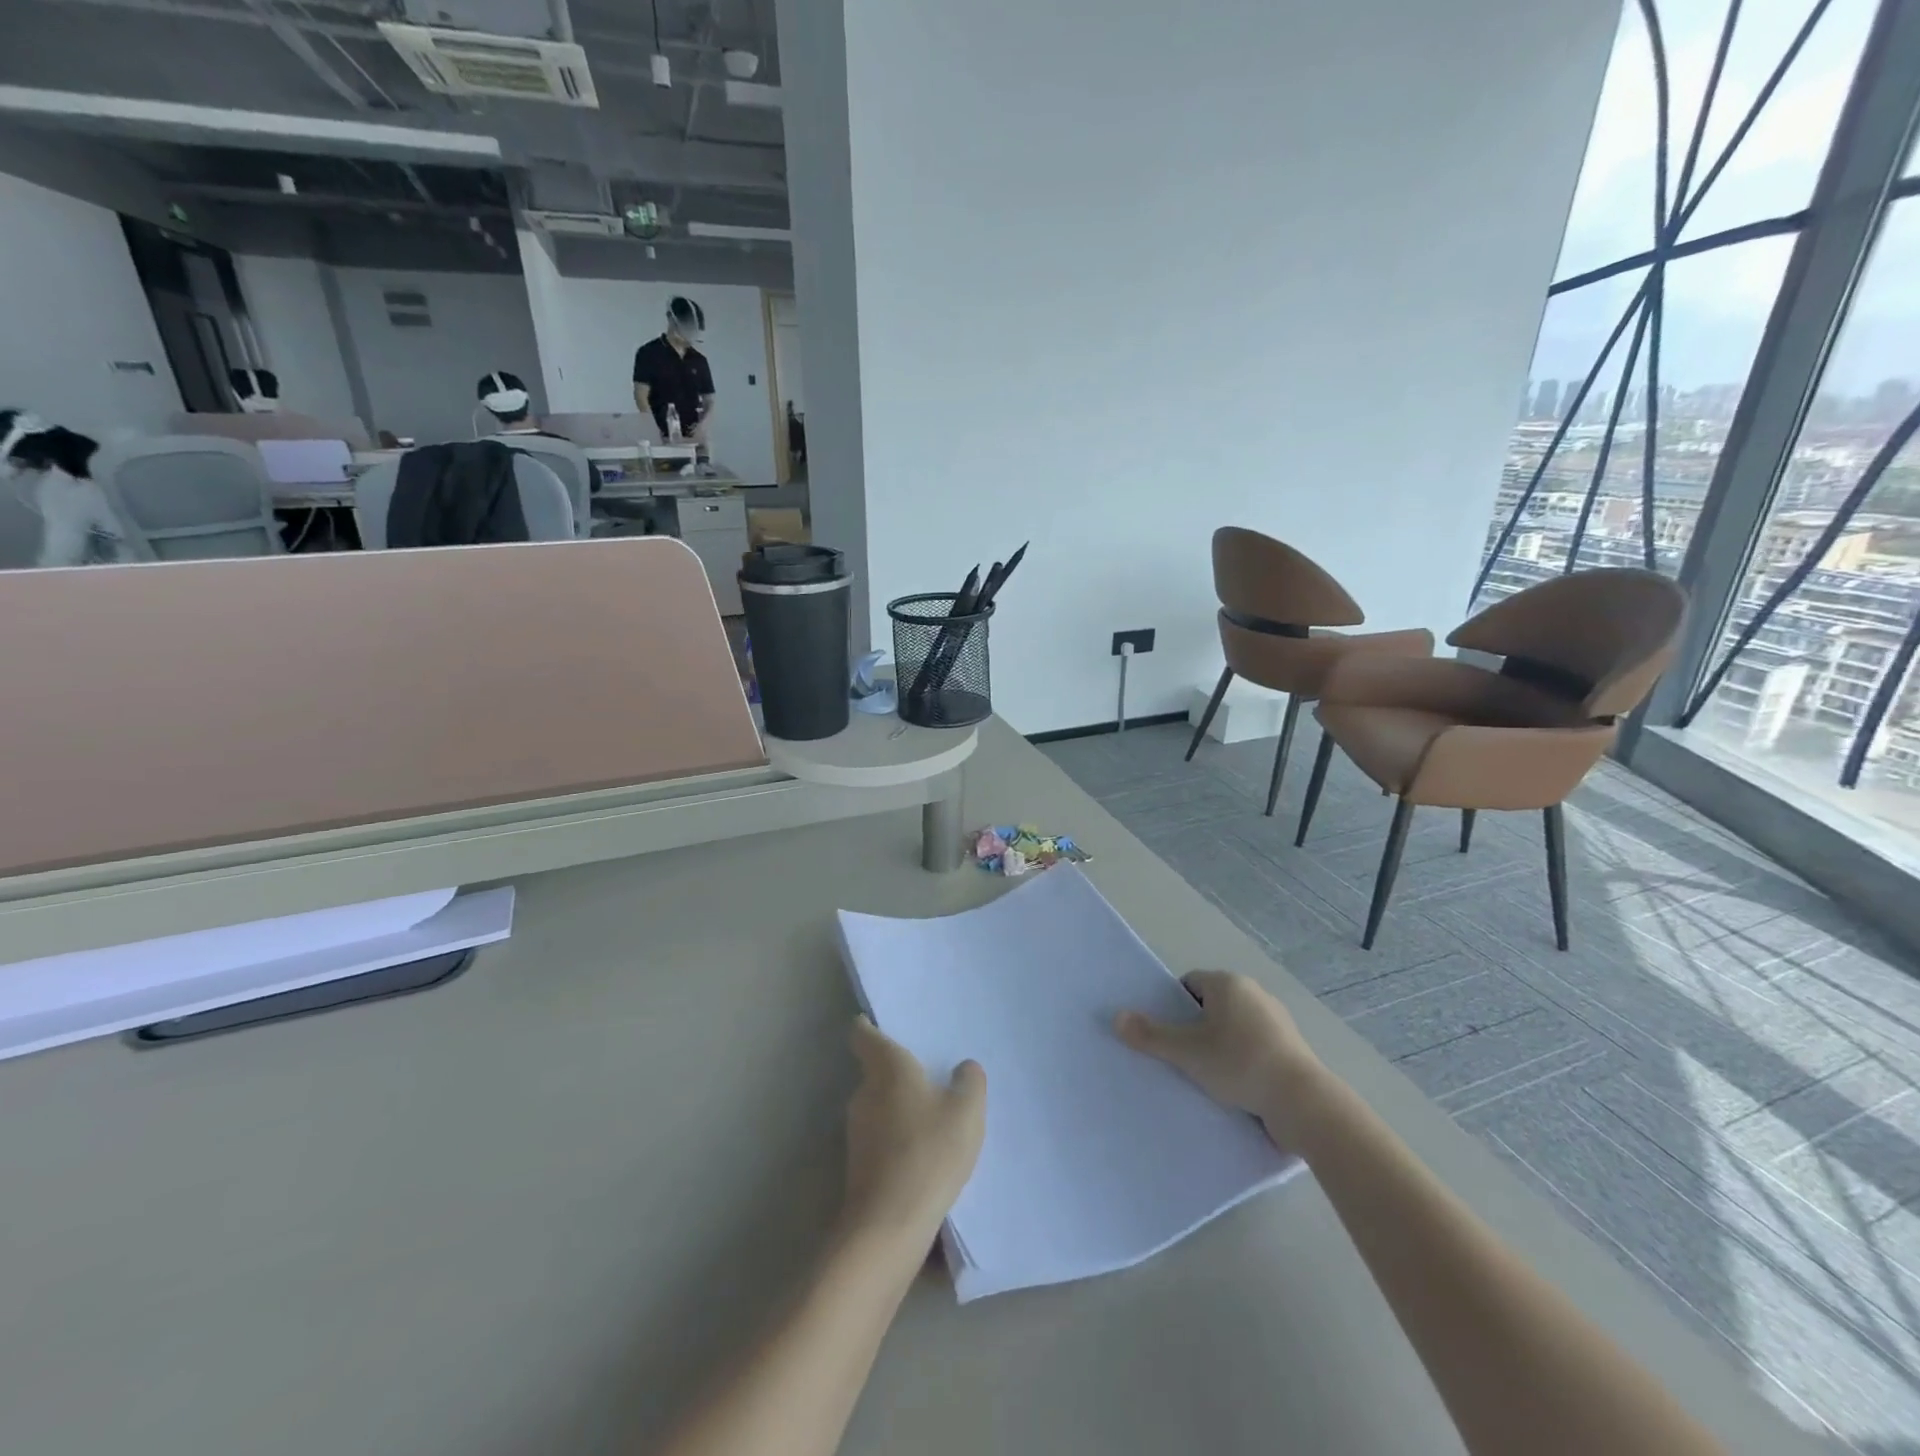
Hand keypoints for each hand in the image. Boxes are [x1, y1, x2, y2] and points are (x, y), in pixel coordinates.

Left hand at [840, 1017, 985, 1250]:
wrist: (889, 1225)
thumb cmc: (929, 1152)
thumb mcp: (966, 1111)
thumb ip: (970, 1082)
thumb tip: (964, 1068)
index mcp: (886, 1067)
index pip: (863, 1035)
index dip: (868, 1026)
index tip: (878, 1023)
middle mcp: (865, 1092)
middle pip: (876, 1071)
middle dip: (898, 1073)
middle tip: (929, 1074)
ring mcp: (857, 1130)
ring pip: (878, 1106)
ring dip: (899, 1108)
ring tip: (933, 1116)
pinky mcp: (858, 1164)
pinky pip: (880, 1137)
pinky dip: (897, 1138)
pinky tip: (923, 1153)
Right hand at [1116, 971, 1325, 1147]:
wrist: (1303, 1103)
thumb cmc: (1239, 1064)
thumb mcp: (1186, 1052)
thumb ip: (1150, 1035)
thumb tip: (1116, 1017)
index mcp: (1228, 983)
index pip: (1190, 984)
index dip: (1173, 1006)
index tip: (1168, 1033)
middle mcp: (1254, 993)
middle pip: (1212, 1005)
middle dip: (1196, 1028)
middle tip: (1181, 1056)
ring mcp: (1277, 1021)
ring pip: (1234, 1028)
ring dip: (1220, 1046)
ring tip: (1207, 1076)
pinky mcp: (1292, 1048)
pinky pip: (1255, 1047)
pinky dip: (1243, 1062)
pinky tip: (1236, 1087)